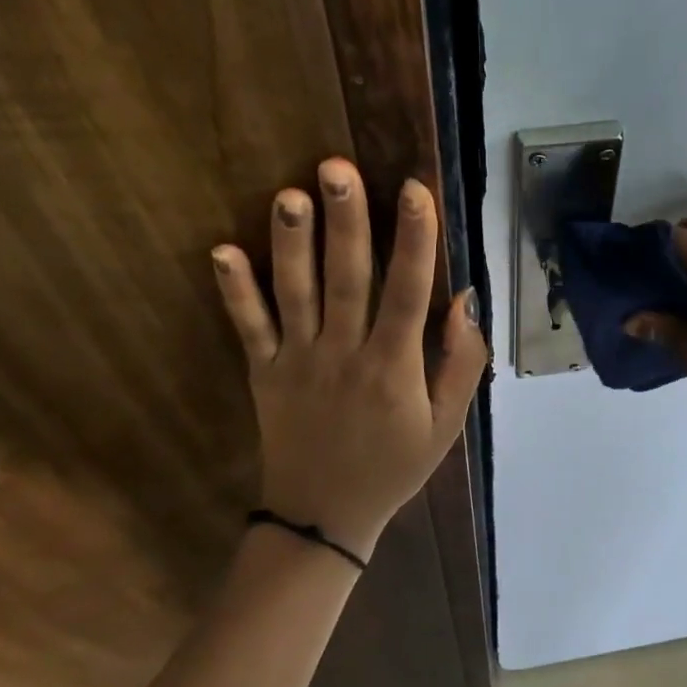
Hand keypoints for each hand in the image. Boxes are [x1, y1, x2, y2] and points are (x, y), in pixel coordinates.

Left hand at [212, 159, 488, 562]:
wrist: (323, 518)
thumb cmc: (393, 466)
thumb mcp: (446, 425)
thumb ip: (462, 363)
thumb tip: (465, 299)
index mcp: (393, 367)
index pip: (408, 293)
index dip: (414, 240)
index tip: (415, 189)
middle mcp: (344, 355)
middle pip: (347, 280)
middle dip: (346, 222)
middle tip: (338, 168)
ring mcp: (298, 363)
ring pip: (295, 294)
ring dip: (291, 243)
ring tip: (289, 194)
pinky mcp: (263, 373)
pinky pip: (248, 328)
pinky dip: (234, 292)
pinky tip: (221, 251)